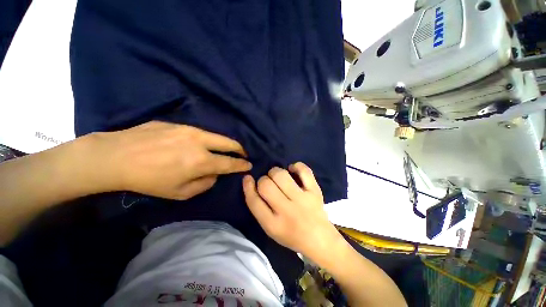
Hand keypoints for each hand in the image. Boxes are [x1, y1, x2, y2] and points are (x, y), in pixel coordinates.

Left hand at [93, 121, 251, 199]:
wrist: (116, 157)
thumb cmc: (149, 181)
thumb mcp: (180, 193)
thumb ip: (205, 183)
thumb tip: (215, 174)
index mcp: (201, 161)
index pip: (230, 163)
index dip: (242, 165)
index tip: (249, 165)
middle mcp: (200, 142)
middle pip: (229, 143)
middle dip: (240, 149)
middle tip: (243, 154)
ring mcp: (190, 130)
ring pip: (217, 135)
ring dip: (225, 143)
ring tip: (225, 149)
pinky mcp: (179, 124)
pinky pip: (200, 133)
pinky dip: (207, 140)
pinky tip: (200, 144)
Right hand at [242, 162, 339, 260]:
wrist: (320, 239)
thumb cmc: (291, 235)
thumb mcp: (270, 229)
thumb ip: (260, 208)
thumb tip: (251, 183)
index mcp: (273, 225)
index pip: (254, 201)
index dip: (248, 186)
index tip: (247, 178)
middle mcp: (287, 211)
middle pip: (266, 185)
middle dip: (263, 180)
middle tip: (268, 182)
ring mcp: (303, 200)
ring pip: (281, 175)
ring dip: (275, 171)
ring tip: (278, 176)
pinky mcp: (315, 191)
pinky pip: (304, 171)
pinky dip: (296, 166)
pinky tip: (292, 169)